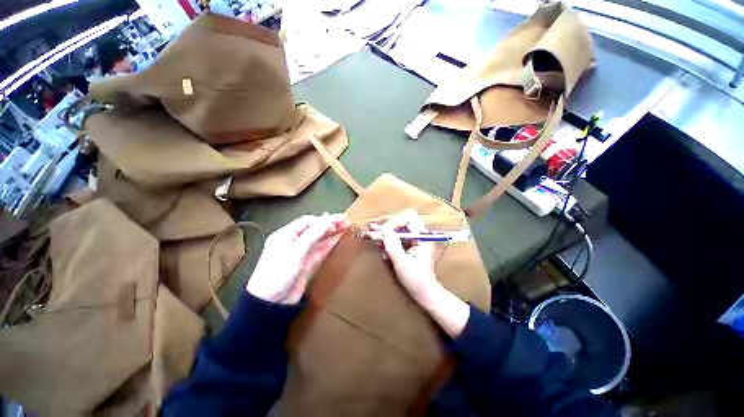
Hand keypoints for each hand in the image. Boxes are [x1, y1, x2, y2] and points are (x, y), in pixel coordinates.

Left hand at [246, 213, 350, 303]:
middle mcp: (294, 241)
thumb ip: (313, 235)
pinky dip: (329, 244)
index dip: (322, 220)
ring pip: (319, 239)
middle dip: (330, 224)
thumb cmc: (279, 272)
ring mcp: (301, 253)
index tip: (337, 222)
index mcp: (286, 234)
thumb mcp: (296, 252)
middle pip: (314, 229)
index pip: (307, 222)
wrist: (271, 303)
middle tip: (346, 221)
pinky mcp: (307, 263)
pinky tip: (338, 239)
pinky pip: (320, 250)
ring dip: (332, 233)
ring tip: (346, 227)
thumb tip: (328, 219)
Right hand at [374, 209, 469, 337]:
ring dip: (387, 233)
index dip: (394, 222)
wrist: (424, 292)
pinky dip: (389, 240)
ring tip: (376, 240)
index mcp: (423, 237)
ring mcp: (415, 239)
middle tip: (373, 230)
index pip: (408, 218)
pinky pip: (398, 236)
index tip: (383, 231)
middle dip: (388, 225)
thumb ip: (392, 245)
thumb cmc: (416, 280)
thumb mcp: (402, 263)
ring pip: (399, 228)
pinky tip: (383, 249)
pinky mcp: (411, 244)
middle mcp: (420, 234)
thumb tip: (383, 230)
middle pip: (402, 220)